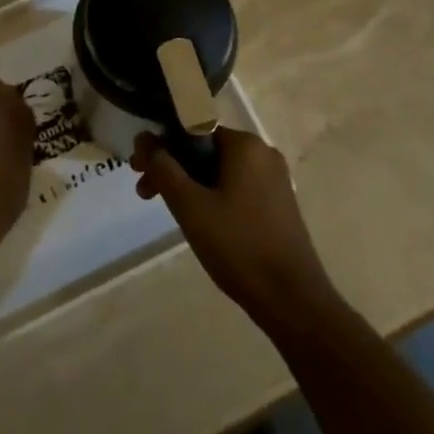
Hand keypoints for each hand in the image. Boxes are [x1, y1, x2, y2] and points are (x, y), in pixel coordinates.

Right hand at [131, 129, 333, 329]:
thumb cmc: (238, 246)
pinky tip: (201, 224)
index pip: (192, 130)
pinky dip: (213, 198)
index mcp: (245, 144)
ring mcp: (275, 181)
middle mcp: (263, 153)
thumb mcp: (190, 206)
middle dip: (173, 169)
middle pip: (205, 151)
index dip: (161, 148)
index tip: (139, 171)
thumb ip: (163, 168)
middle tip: (146, 194)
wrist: (294, 302)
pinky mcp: (279, 206)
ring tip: (170, 213)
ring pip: (220, 172)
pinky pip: (236, 189)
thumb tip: (143, 139)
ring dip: (190, 186)